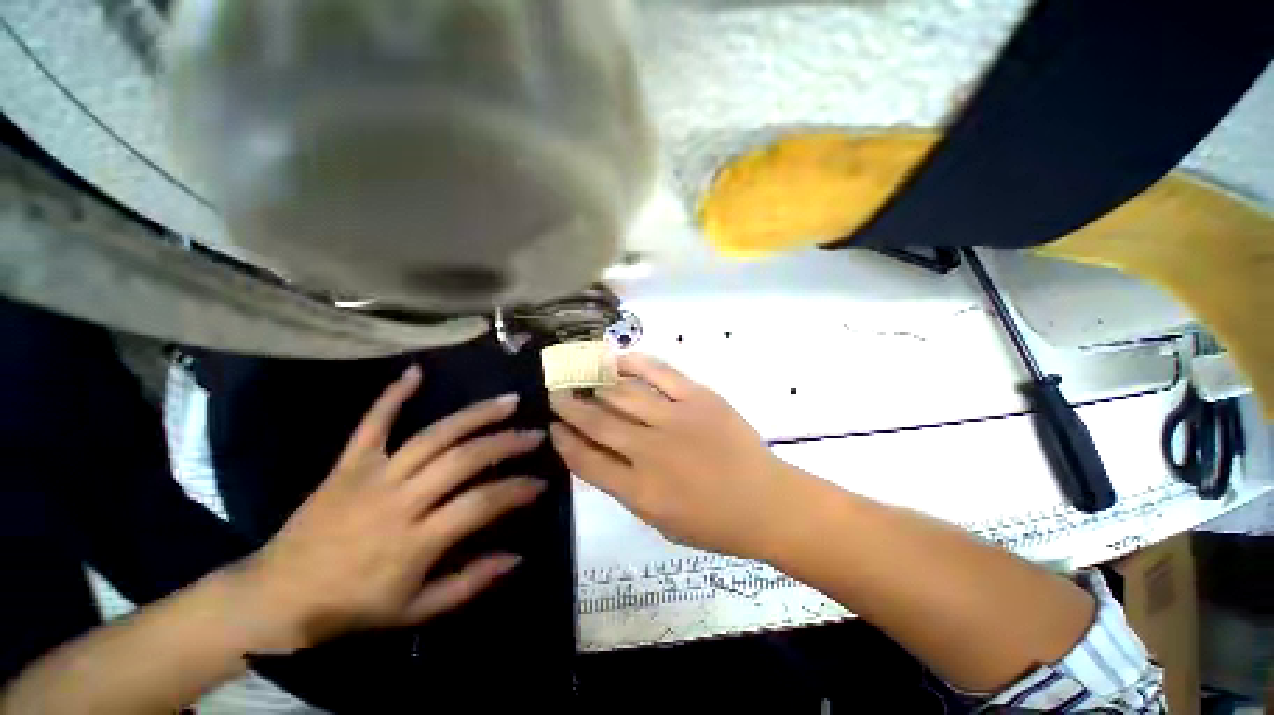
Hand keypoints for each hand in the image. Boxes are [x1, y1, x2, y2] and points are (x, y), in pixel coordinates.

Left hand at [232, 366, 545, 652]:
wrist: (277, 595)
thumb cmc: (352, 607)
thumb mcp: (416, 610)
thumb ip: (470, 583)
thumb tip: (517, 556)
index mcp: (416, 540)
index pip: (481, 504)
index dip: (516, 490)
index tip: (540, 483)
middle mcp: (399, 500)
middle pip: (463, 460)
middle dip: (506, 444)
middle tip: (535, 434)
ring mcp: (373, 475)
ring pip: (433, 435)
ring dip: (475, 415)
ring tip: (508, 403)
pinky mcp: (349, 463)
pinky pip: (373, 423)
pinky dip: (393, 395)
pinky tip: (416, 372)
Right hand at [549, 354, 800, 558]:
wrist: (767, 502)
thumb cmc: (713, 522)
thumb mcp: (659, 520)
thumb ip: (625, 487)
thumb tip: (598, 454)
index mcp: (640, 491)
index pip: (587, 462)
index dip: (564, 442)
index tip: (552, 427)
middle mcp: (651, 452)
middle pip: (598, 423)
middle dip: (571, 407)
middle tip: (557, 394)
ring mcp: (676, 420)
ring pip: (623, 396)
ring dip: (595, 385)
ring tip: (579, 376)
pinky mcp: (699, 398)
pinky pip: (660, 373)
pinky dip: (635, 363)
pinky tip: (618, 360)